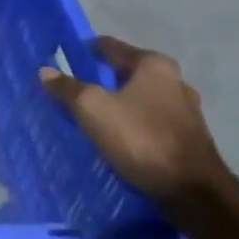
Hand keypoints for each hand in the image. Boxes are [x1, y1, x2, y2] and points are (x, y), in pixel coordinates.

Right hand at [39, 36, 227, 202]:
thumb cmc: (141, 138)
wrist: (192, 191)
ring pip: (138, 100)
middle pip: (126, 74)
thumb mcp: (93, 109)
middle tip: (71, 89)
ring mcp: (185, 112)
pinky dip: (130, 125)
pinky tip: (114, 137)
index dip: (85, 51)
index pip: (111, 47)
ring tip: (89, 116)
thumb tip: (47, 71)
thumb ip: (68, 88)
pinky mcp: (187, 139)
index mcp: (154, 65)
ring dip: (116, 104)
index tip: (62, 58)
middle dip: (100, 80)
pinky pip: (148, 122)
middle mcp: (175, 82)